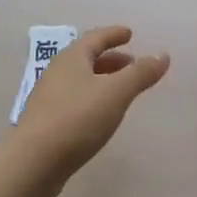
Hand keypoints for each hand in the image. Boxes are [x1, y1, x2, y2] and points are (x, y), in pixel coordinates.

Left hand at [11, 26, 169, 196]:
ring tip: (122, 90)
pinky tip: (102, 114)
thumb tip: (163, 55)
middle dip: (112, 59)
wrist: (33, 163)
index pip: (96, 38)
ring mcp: (49, 97)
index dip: (114, 34)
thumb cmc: (77, 119)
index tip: (129, 33)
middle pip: (87, 58)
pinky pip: (75, 100)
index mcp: (72, 58)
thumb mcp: (116, 93)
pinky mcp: (47, 122)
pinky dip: (93, 98)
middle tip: (133, 64)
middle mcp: (58, 72)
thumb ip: (140, 73)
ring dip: (102, 80)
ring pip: (81, 80)